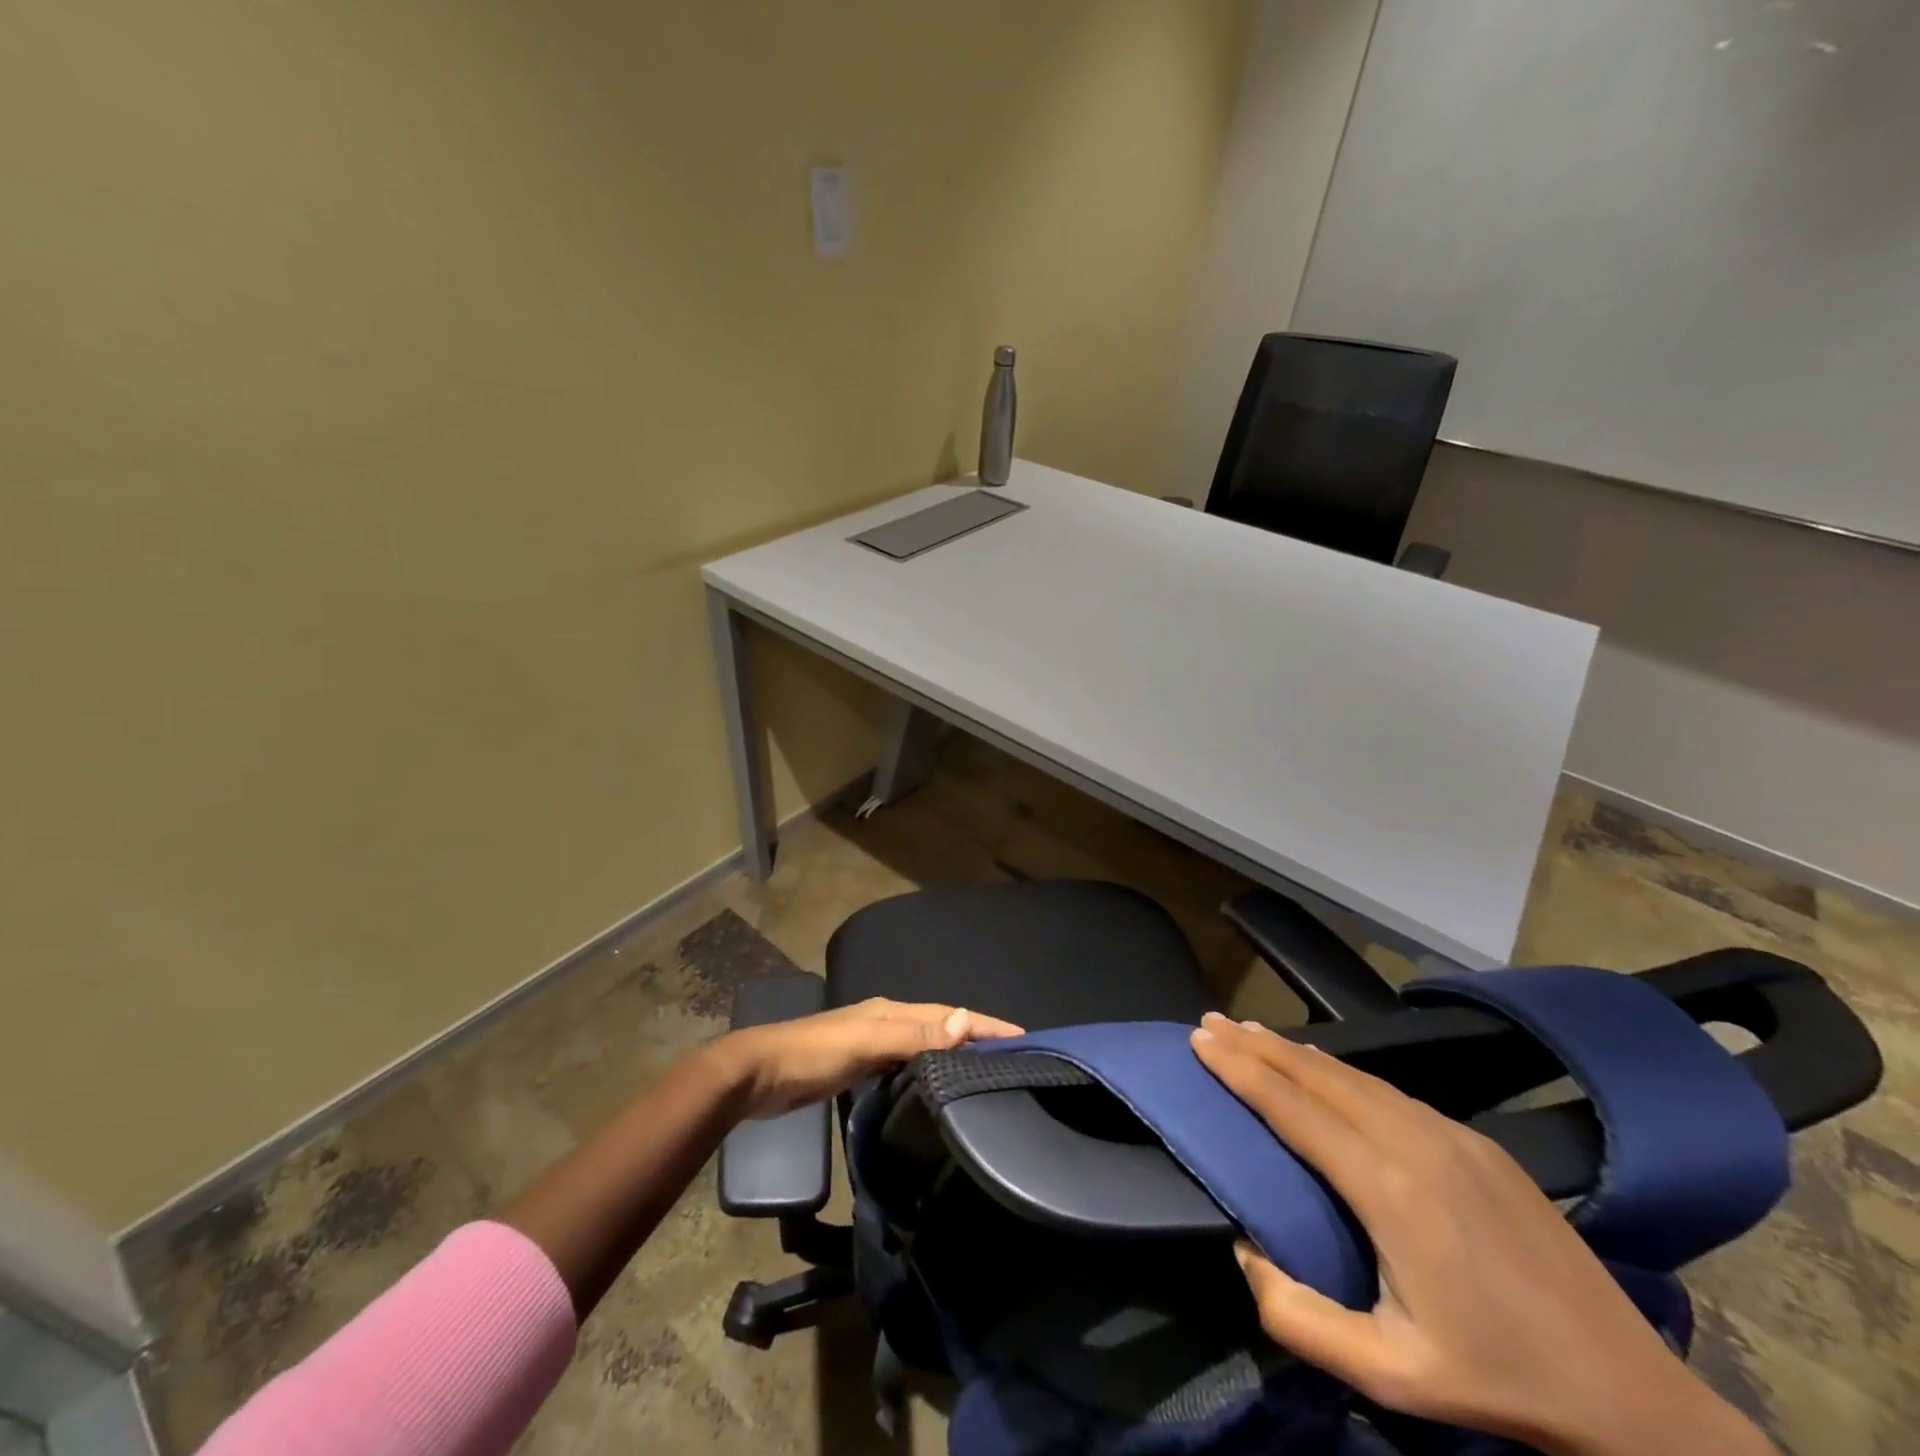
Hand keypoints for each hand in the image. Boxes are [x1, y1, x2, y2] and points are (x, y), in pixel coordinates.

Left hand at [714, 997, 1023, 1119]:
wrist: (758, 1075)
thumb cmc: (813, 1054)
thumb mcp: (865, 1042)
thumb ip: (913, 1034)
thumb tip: (964, 1021)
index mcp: (891, 1011)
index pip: (949, 1014)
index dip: (983, 1023)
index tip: (1021, 1036)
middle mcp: (887, 1021)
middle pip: (941, 1026)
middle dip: (974, 1036)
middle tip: (1010, 1058)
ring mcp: (872, 1044)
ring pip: (925, 1045)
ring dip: (953, 1054)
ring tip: (983, 1074)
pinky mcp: (860, 1067)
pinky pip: (906, 1064)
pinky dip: (928, 1070)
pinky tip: (935, 1088)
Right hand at [1190, 1014, 1773, 1455]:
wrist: (1630, 1392)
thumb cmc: (1497, 1380)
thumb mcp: (1389, 1376)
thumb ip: (1297, 1317)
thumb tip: (1243, 1250)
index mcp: (1389, 1190)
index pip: (1294, 1109)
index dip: (1242, 1070)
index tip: (1201, 1039)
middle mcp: (1415, 1142)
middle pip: (1317, 1075)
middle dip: (1256, 1044)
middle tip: (1210, 1020)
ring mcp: (1450, 1134)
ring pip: (1352, 1074)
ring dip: (1294, 1050)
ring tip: (1251, 1032)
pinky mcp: (1475, 1140)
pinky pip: (1386, 1089)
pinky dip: (1336, 1069)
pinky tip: (1320, 1069)